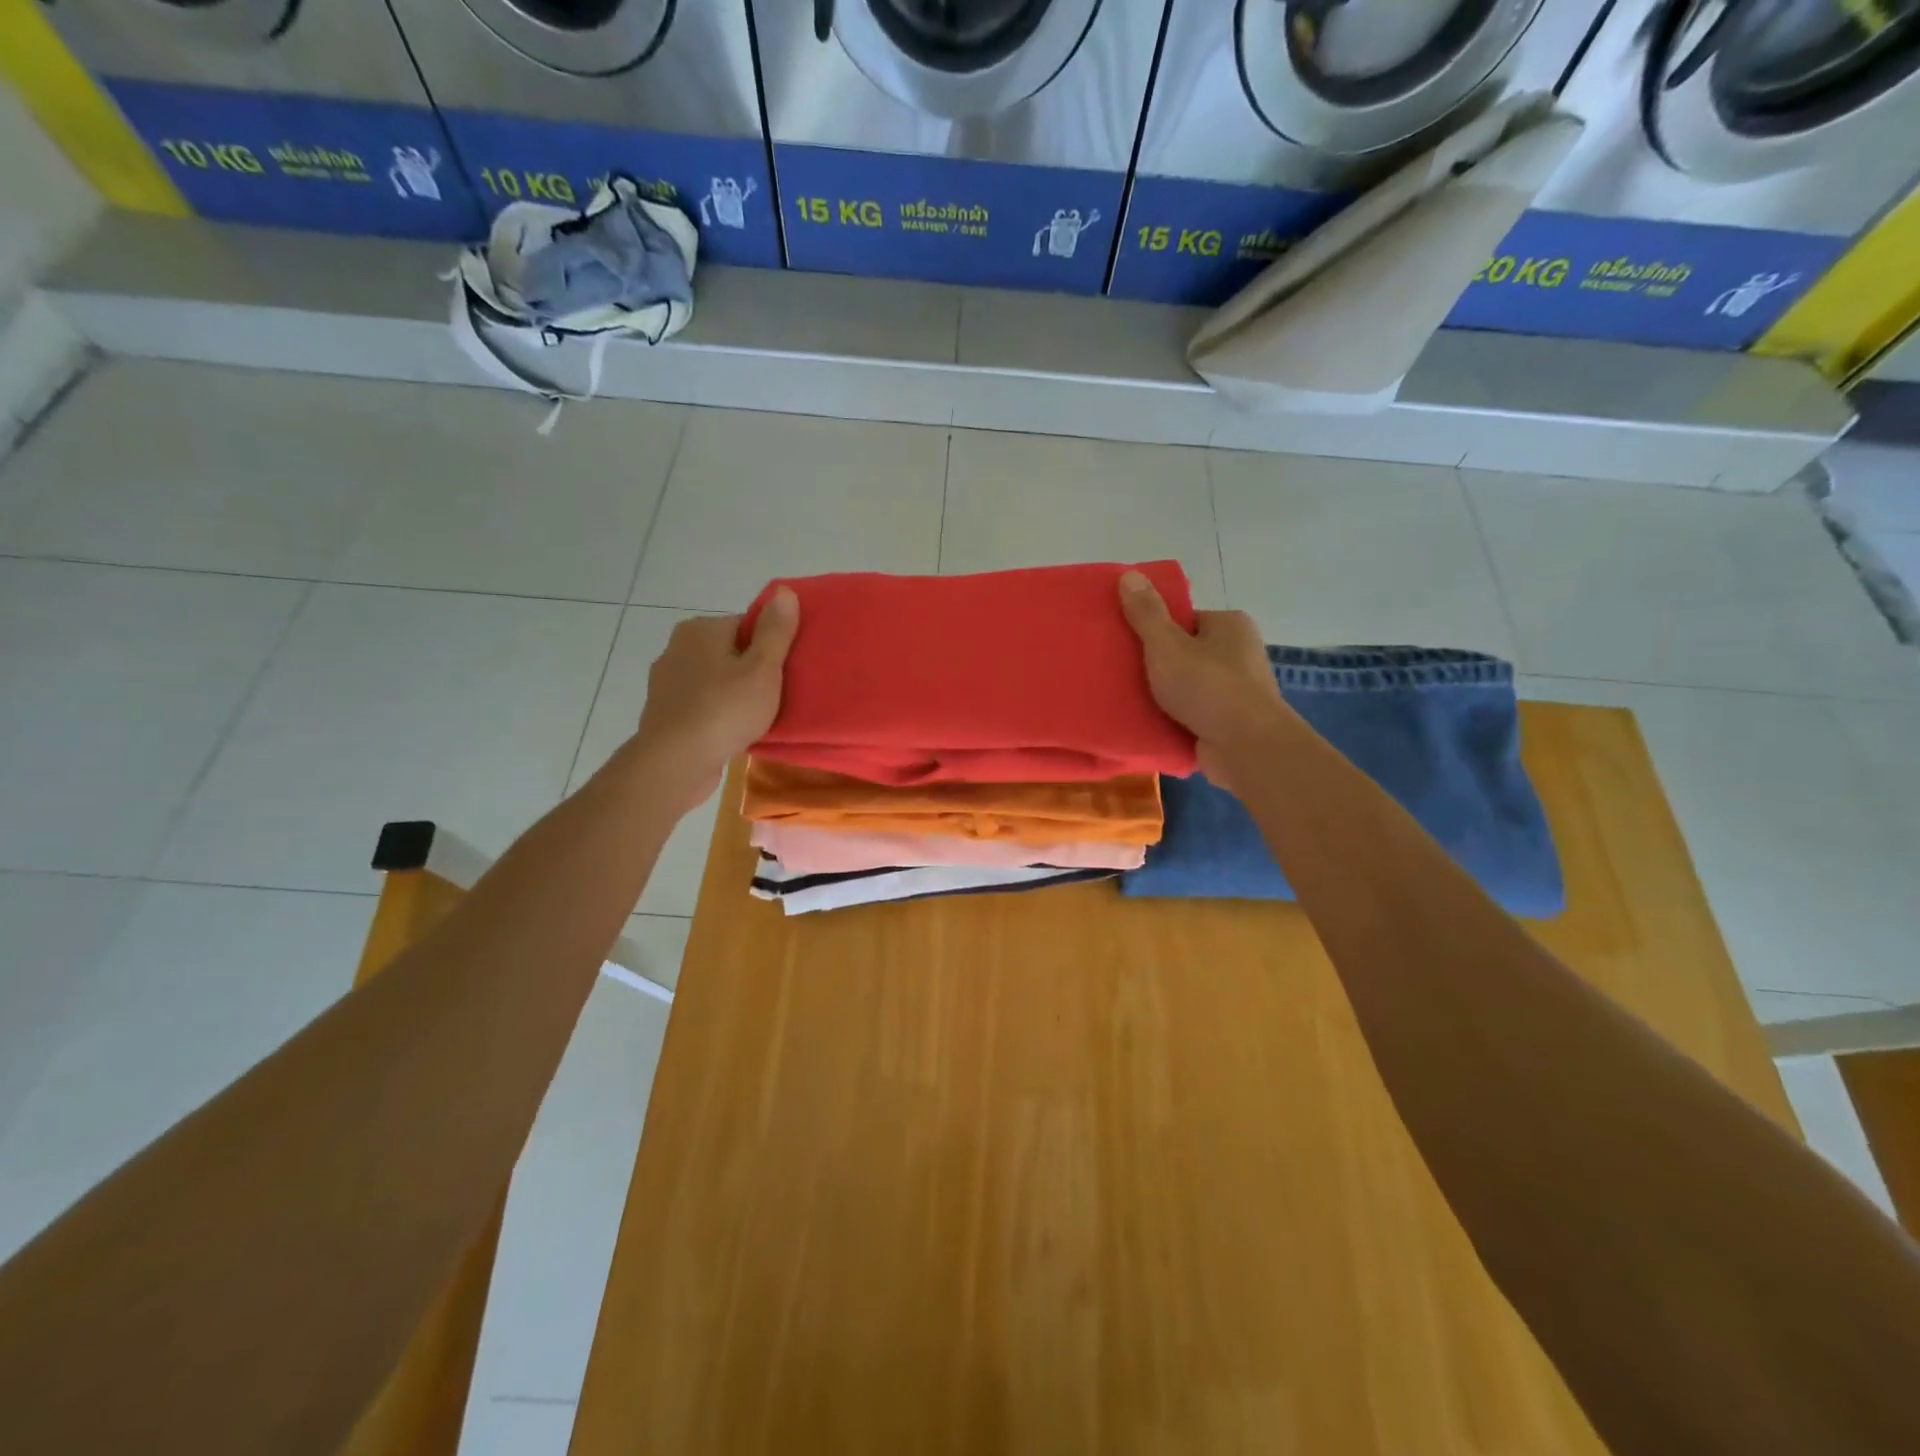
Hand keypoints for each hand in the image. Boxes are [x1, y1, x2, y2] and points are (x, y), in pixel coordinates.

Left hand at [630, 588, 798, 808]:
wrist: (675, 762)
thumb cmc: (724, 710)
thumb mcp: (763, 668)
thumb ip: (775, 631)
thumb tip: (784, 591)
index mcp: (701, 629)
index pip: (746, 625)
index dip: (769, 648)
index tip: (783, 673)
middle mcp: (677, 647)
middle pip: (729, 652)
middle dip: (750, 670)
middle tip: (774, 696)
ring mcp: (666, 681)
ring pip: (714, 680)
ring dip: (732, 694)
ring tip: (755, 717)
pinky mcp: (664, 712)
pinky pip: (701, 704)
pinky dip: (716, 713)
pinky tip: (731, 731)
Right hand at [1118, 571, 1288, 788]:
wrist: (1246, 747)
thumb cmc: (1207, 686)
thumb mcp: (1167, 645)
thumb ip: (1147, 613)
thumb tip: (1129, 574)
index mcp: (1230, 625)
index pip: (1186, 619)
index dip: (1156, 629)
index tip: (1128, 643)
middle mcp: (1239, 653)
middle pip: (1186, 652)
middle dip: (1158, 664)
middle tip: (1121, 671)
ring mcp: (1237, 690)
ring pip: (1189, 685)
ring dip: (1163, 694)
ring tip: (1127, 698)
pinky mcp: (1230, 722)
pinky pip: (1193, 712)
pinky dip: (1174, 717)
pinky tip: (1147, 722)